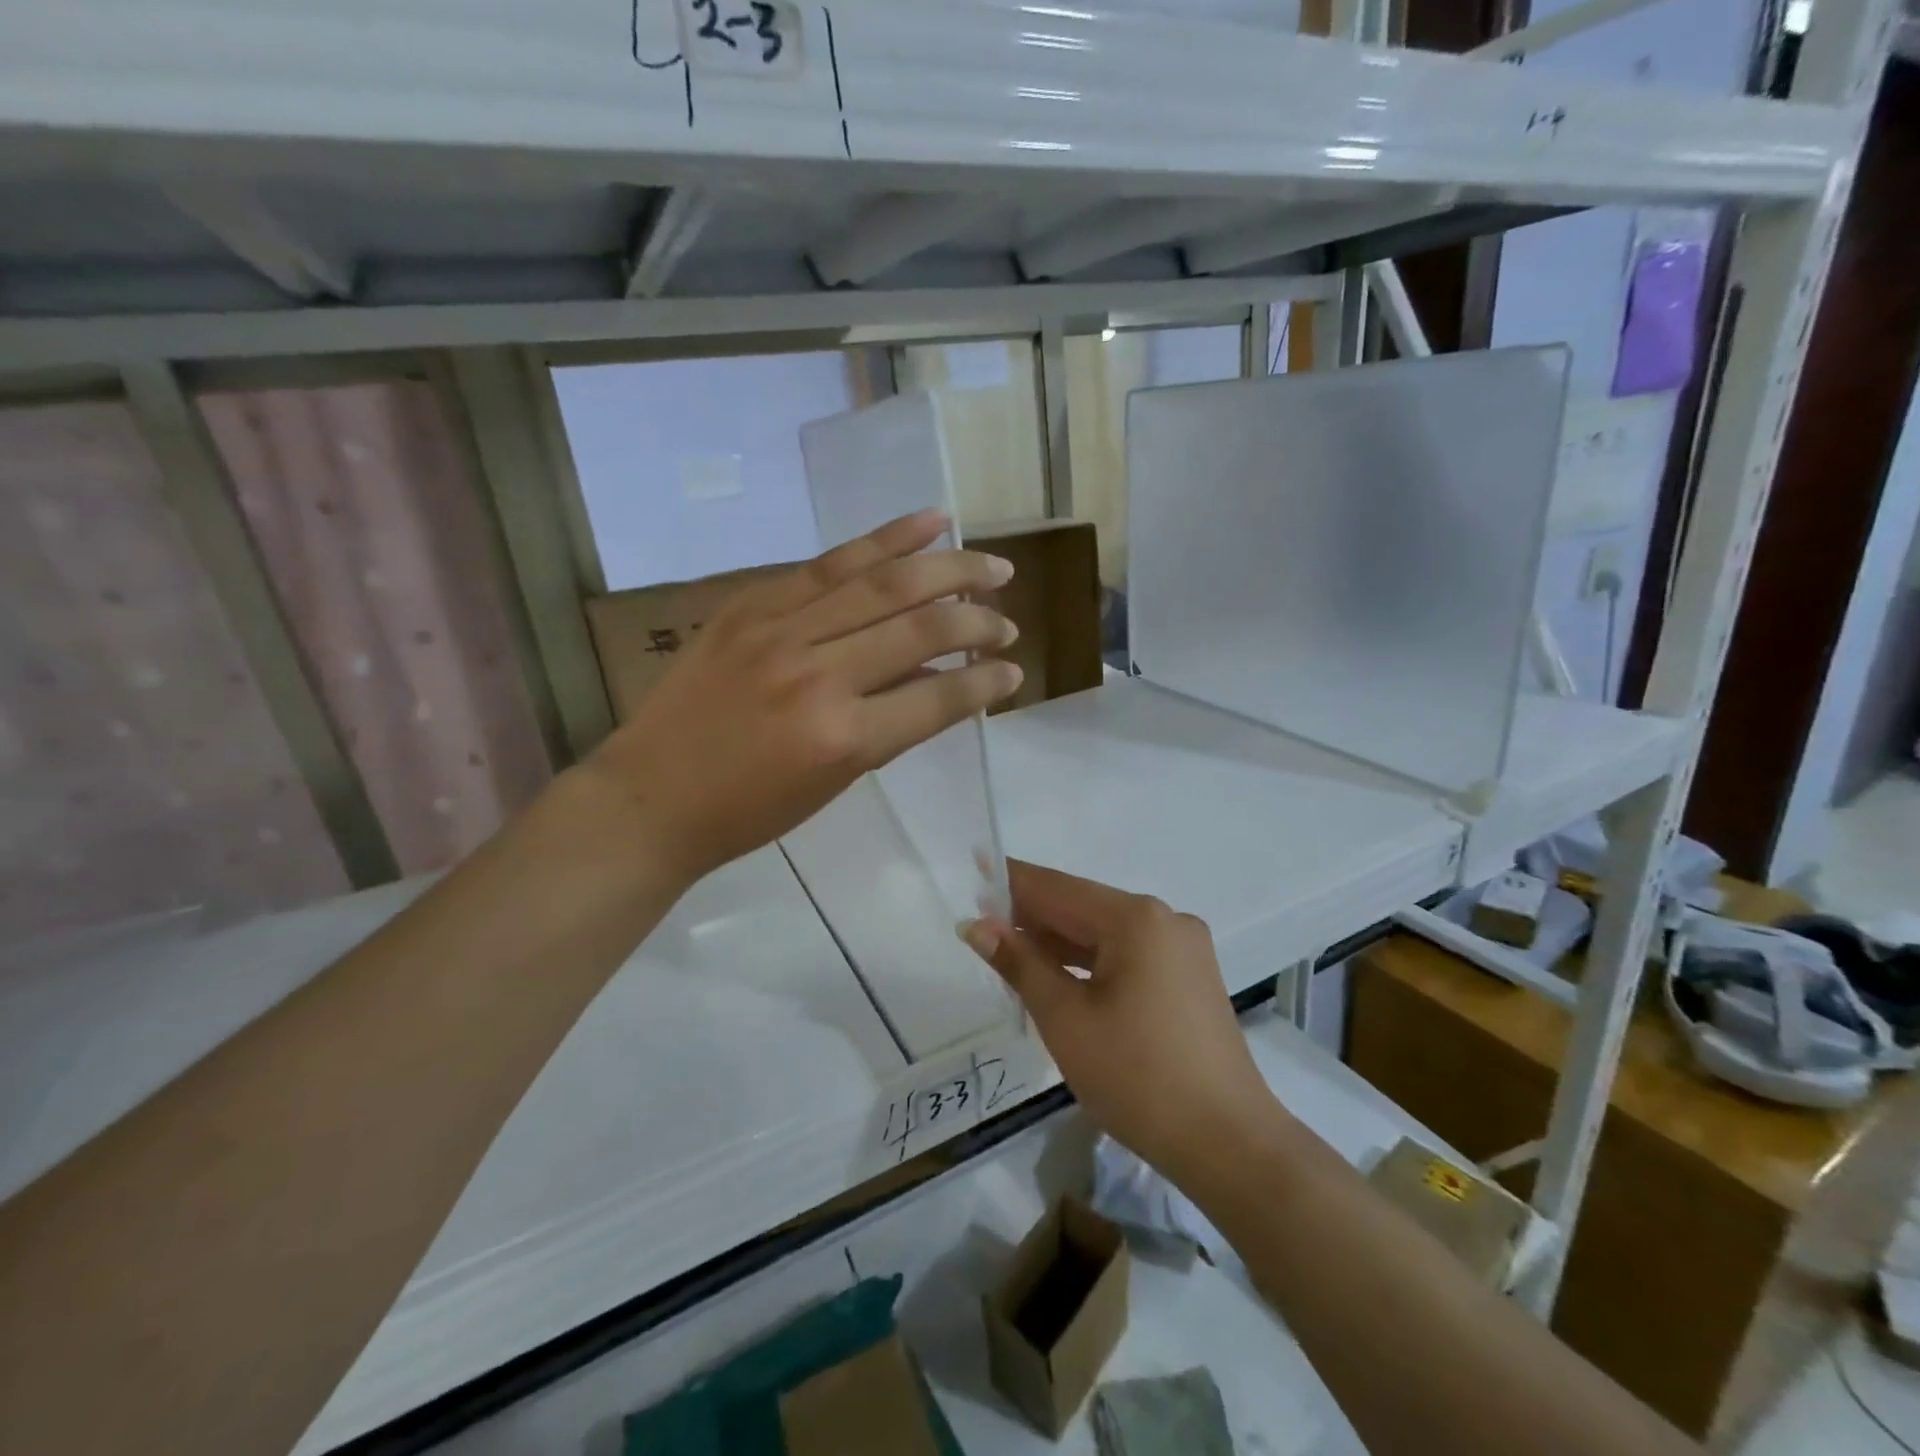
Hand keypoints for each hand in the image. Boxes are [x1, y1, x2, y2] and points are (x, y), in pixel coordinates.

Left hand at [589, 509, 1021, 886]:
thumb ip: (891, 724)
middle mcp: (819, 676)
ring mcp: (781, 631)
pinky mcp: (753, 604)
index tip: (1013, 670)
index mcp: (843, 738)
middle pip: (920, 628)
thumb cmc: (748, 811)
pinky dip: (885, 539)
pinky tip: (930, 522)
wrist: (651, 795)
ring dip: (948, 570)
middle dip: (977, 619)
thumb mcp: (834, 780)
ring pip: (884, 583)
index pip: (939, 698)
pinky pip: (830, 563)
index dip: (985, 680)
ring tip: (992, 566)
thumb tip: (941, 679)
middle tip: (1009, 614)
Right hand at [963, 861, 1277, 1191]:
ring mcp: (1182, 948)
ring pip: (1105, 933)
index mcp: (1136, 918)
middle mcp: (1164, 919)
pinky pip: (1128, 954)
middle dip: (1032, 916)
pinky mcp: (1189, 977)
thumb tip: (977, 925)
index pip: (1057, 888)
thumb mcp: (1065, 1019)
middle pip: (1082, 907)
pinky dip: (1090, 962)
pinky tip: (1059, 977)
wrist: (1228, 1144)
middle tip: (981, 926)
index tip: (973, 869)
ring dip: (1059, 942)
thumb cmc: (1137, 1077)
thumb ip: (1020, 963)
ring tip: (1010, 953)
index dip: (1011, 881)